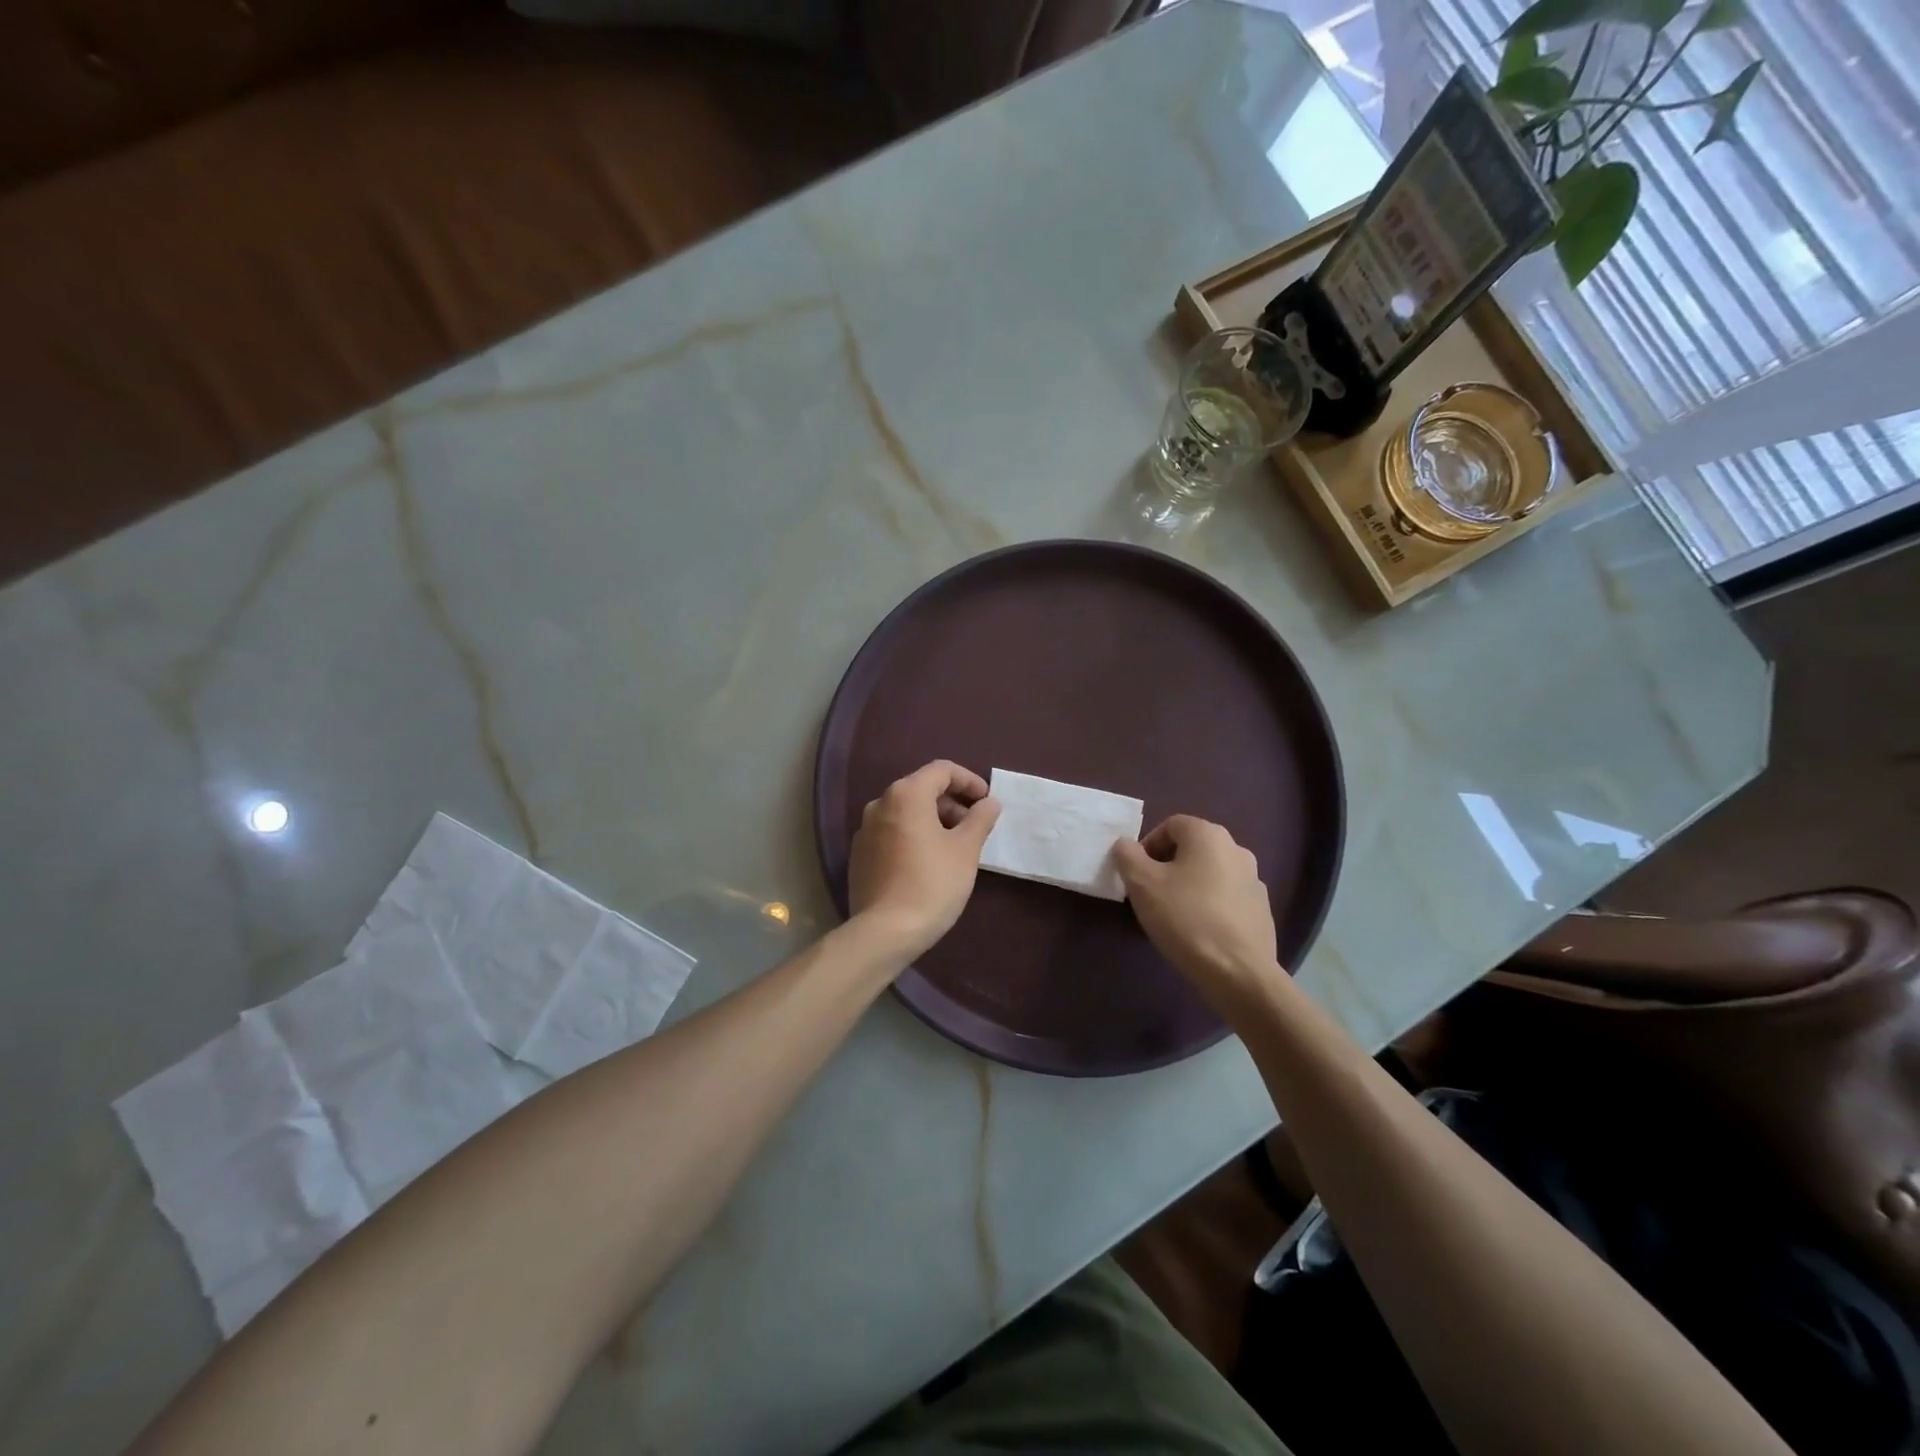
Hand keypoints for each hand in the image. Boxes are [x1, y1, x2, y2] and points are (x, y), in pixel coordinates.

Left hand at [847, 761, 1001, 962]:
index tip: (986, 801)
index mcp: (906, 794)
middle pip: (922, 789)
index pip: (942, 770)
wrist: (885, 931)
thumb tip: (989, 802)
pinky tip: (928, 862)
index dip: (969, 780)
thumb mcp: (966, 850)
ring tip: (955, 847)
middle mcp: (880, 803)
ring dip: (933, 820)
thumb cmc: (932, 883)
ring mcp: (865, 830)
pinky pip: (892, 833)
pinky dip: (914, 836)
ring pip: (906, 812)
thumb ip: (980, 819)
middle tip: (975, 827)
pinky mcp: (860, 855)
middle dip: (952, 803)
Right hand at [1114, 816, 1279, 1010]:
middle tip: (1151, 894)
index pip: (1171, 825)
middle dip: (1167, 866)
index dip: (1148, 845)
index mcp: (1209, 835)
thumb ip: (1127, 855)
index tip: (1137, 874)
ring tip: (1174, 916)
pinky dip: (1210, 906)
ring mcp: (1254, 880)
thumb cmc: (1185, 918)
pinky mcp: (1261, 910)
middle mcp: (1236, 849)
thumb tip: (1126, 845)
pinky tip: (1199, 932)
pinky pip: (1227, 898)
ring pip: (1210, 873)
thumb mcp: (1141, 884)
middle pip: (1192, 848)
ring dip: (1189, 886)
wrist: (1238, 972)